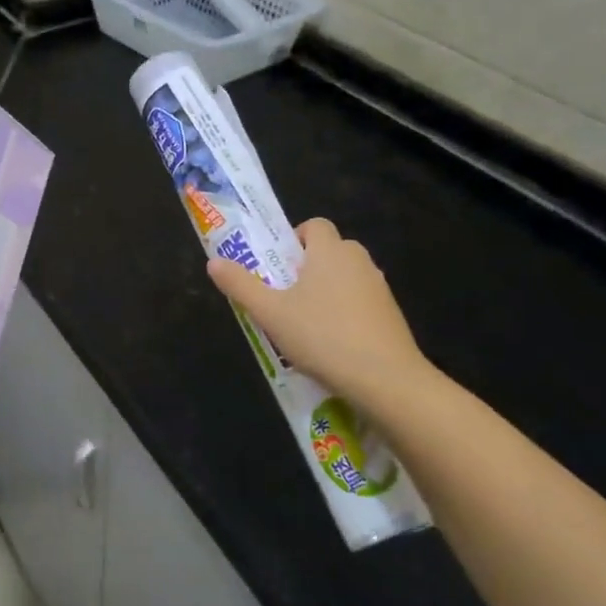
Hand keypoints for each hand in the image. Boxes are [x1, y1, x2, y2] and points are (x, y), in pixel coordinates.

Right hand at [206, 218, 432, 413]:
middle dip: (308, 266)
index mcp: (330, 251)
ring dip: (327, 291)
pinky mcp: (392, 315)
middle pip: (330, 250)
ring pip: (347, 277)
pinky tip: (333, 344)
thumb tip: (213, 262)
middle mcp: (359, 261)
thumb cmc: (323, 337)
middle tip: (285, 295)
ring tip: (306, 324)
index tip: (279, 266)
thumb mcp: (270, 313)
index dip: (294, 238)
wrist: (388, 381)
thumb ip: (240, 285)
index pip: (315, 225)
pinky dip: (347, 313)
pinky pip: (362, 302)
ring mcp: (380, 288)